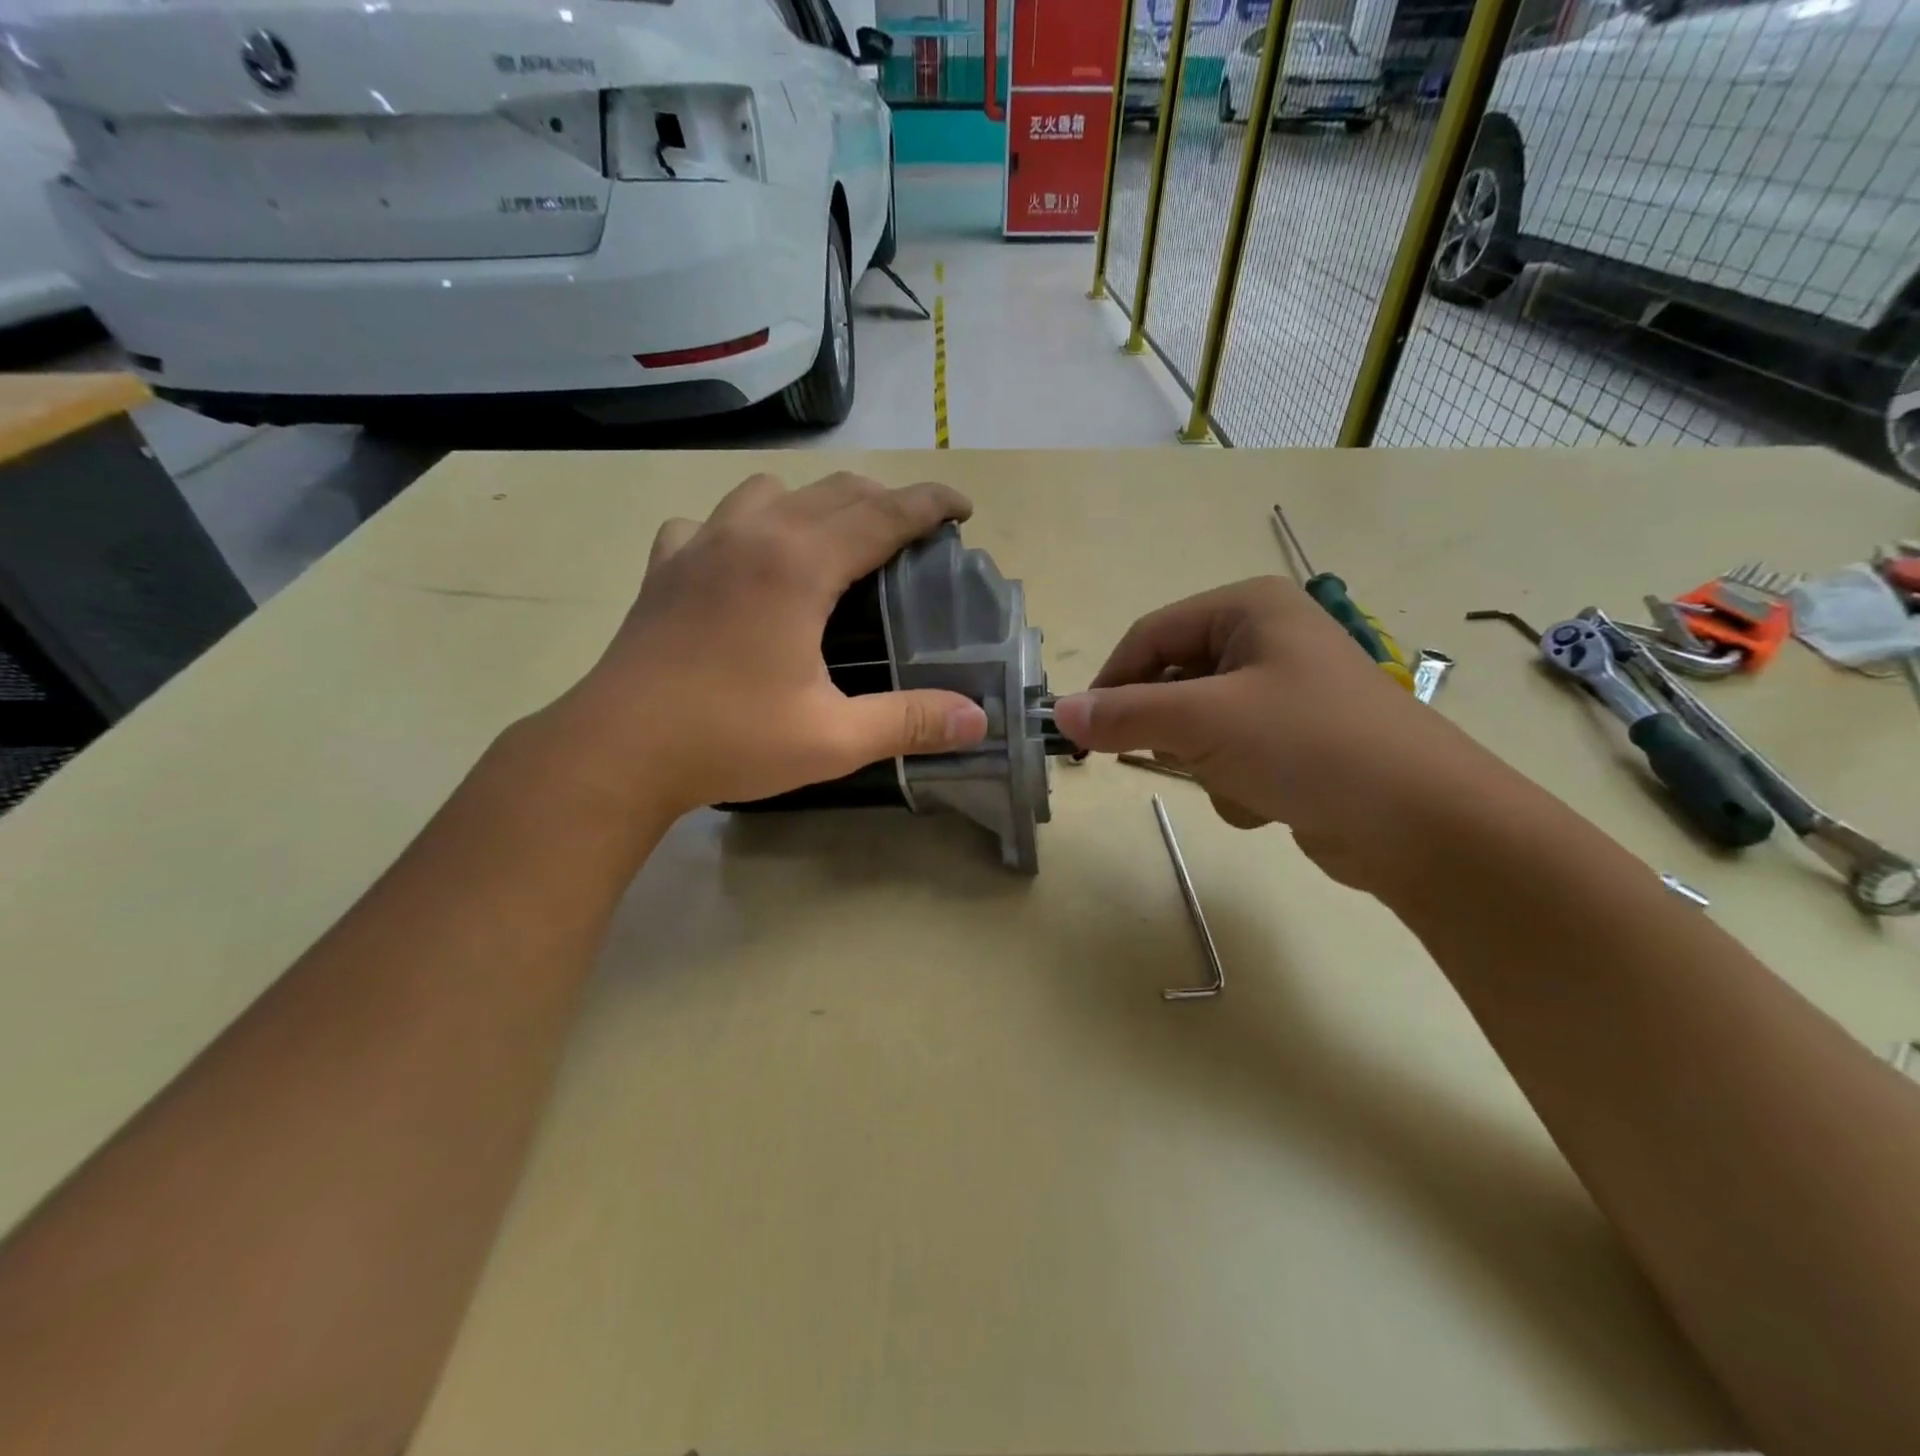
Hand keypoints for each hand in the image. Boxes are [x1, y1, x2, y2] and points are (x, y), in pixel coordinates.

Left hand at [550, 472, 989, 822]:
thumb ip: (910, 722)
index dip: (930, 504)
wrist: (617, 751)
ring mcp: (701, 544)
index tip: (962, 508)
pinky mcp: (666, 566)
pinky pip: (711, 521)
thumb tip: (979, 720)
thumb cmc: (729, 740)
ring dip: (813, 504)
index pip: (883, 513)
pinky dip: (742, 526)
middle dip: (884, 501)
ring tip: (832, 545)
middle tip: (912, 537)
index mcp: (799, 565)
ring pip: (770, 490)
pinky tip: (743, 563)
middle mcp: (753, 534)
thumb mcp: (834, 739)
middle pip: (835, 491)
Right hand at [1052, 577, 1486, 888]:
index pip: (1150, 636)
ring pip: (1199, 725)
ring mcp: (1285, 692)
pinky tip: (1268, 801)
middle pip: (1174, 681)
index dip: (1110, 683)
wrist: (1422, 825)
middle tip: (1172, 759)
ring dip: (1205, 763)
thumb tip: (1058, 713)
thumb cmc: (1308, 745)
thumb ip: (1125, 715)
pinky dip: (1235, 782)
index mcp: (1249, 608)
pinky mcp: (1296, 740)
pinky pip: (1232, 754)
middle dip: (1172, 730)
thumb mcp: (1204, 722)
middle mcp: (1267, 639)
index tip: (1080, 732)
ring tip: (1239, 781)